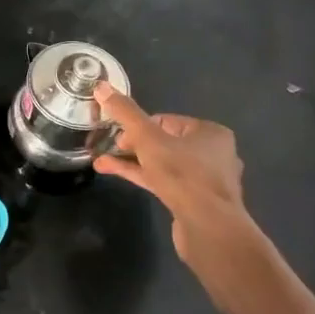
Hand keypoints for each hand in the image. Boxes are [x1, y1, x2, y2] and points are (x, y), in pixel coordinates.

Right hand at [93, 83, 247, 277]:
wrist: (209, 227)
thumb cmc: (182, 175)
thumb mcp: (148, 139)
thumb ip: (126, 113)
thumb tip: (101, 86)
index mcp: (210, 132)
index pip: (165, 120)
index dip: (137, 126)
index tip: (116, 136)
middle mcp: (214, 153)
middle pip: (164, 142)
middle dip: (132, 145)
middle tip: (108, 149)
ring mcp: (206, 180)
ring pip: (163, 164)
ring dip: (133, 162)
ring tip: (101, 164)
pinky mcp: (197, 202)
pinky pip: (166, 182)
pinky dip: (144, 178)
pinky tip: (122, 178)